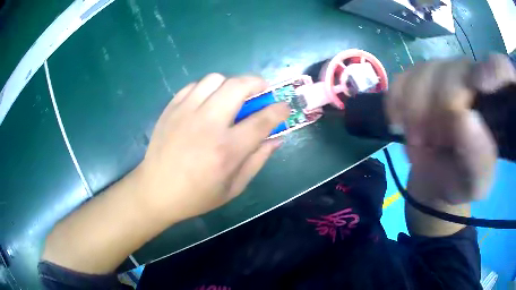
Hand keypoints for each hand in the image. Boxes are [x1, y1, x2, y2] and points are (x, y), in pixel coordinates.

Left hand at [135, 74, 289, 222]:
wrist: (155, 190)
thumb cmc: (196, 196)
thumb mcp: (234, 188)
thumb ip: (258, 160)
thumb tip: (276, 139)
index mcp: (226, 150)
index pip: (262, 119)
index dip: (279, 109)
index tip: (284, 105)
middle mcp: (207, 124)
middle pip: (238, 86)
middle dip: (257, 83)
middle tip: (261, 91)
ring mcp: (186, 112)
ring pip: (215, 79)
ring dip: (230, 84)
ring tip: (232, 97)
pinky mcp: (171, 108)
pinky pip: (194, 85)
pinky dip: (207, 88)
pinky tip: (207, 102)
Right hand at [386, 55, 515, 204]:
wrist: (435, 175)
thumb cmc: (460, 180)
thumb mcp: (475, 184)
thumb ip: (478, 160)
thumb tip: (464, 118)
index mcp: (495, 104)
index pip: (502, 69)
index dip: (496, 68)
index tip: (481, 85)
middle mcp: (473, 76)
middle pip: (454, 72)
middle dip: (437, 110)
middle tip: (430, 143)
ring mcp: (444, 71)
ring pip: (425, 72)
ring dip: (415, 111)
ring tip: (418, 141)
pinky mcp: (419, 75)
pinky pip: (403, 78)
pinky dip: (397, 102)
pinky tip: (400, 122)